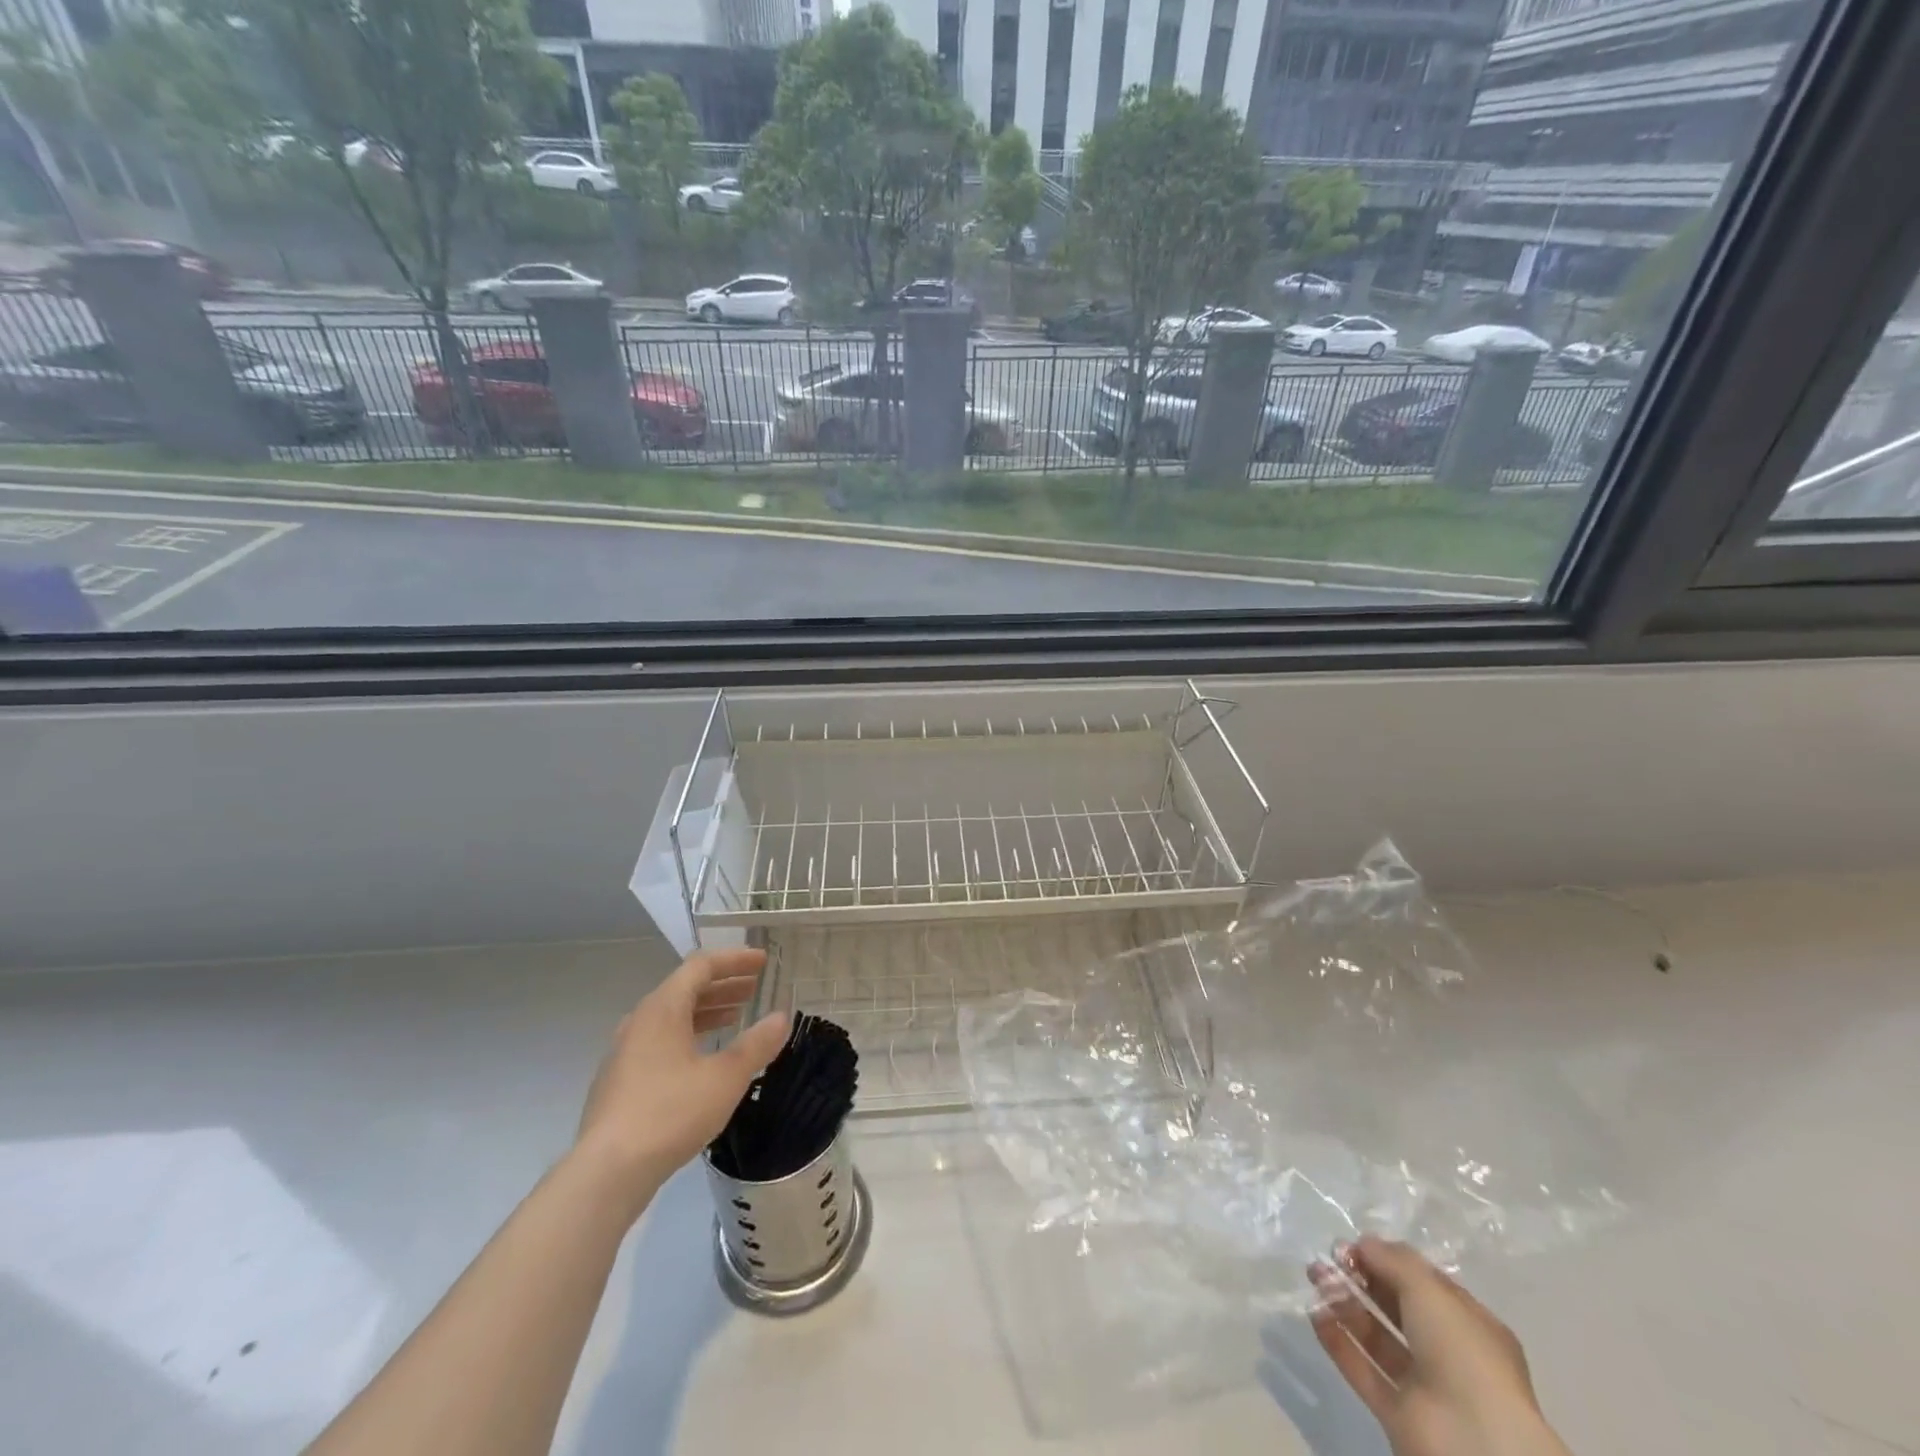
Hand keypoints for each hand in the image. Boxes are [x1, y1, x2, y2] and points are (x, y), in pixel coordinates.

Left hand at [574, 947, 788, 1212]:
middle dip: (723, 985)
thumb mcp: (726, 1078)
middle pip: (685, 988)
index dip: (735, 960)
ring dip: (707, 1011)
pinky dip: (688, 1035)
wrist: (607, 1172)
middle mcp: (640, 1021)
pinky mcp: (620, 1081)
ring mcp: (625, 1052)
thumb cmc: (671, 1113)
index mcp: (663, 1008)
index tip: (763, 962)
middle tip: (754, 988)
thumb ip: (756, 1044)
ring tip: (735, 1018)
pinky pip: (660, 1041)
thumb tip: (782, 1017)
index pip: (701, 966)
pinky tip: (703, 1058)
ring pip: (672, 1016)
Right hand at [1309, 1236, 1571, 1455]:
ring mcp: (1421, 1385)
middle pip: (1396, 1307)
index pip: (1424, 1284)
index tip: (1353, 1245)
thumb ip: (1392, 1260)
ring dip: (1343, 1303)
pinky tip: (1313, 1311)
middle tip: (1328, 1257)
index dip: (1388, 1260)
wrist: (1471, 1441)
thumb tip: (1362, 1243)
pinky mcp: (1396, 1412)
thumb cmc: (1461, 1352)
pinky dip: (1337, 1340)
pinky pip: (1361, 1369)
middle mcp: (1447, 1353)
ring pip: (1376, 1336)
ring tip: (1314, 1275)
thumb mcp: (1428, 1289)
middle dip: (1361, 1278)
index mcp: (1469, 1325)